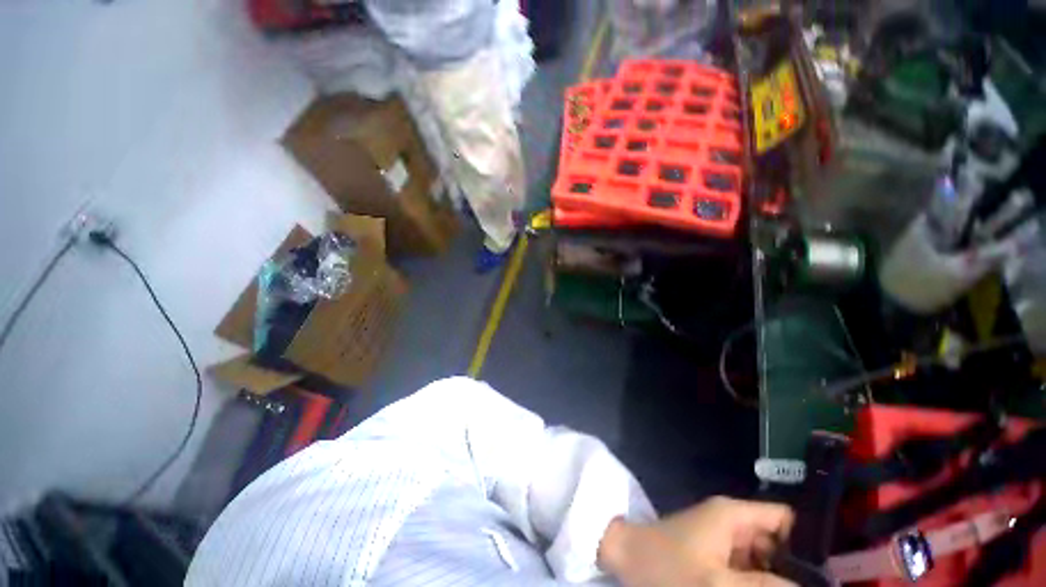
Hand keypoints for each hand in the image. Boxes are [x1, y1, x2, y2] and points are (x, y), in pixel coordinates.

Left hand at [598, 496, 795, 585]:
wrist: (624, 556)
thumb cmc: (666, 567)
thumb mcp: (719, 584)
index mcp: (735, 516)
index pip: (787, 520)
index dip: (813, 544)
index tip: (837, 574)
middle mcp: (732, 523)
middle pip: (781, 545)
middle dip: (797, 571)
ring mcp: (722, 539)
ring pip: (765, 561)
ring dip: (777, 580)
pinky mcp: (713, 555)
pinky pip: (746, 569)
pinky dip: (758, 582)